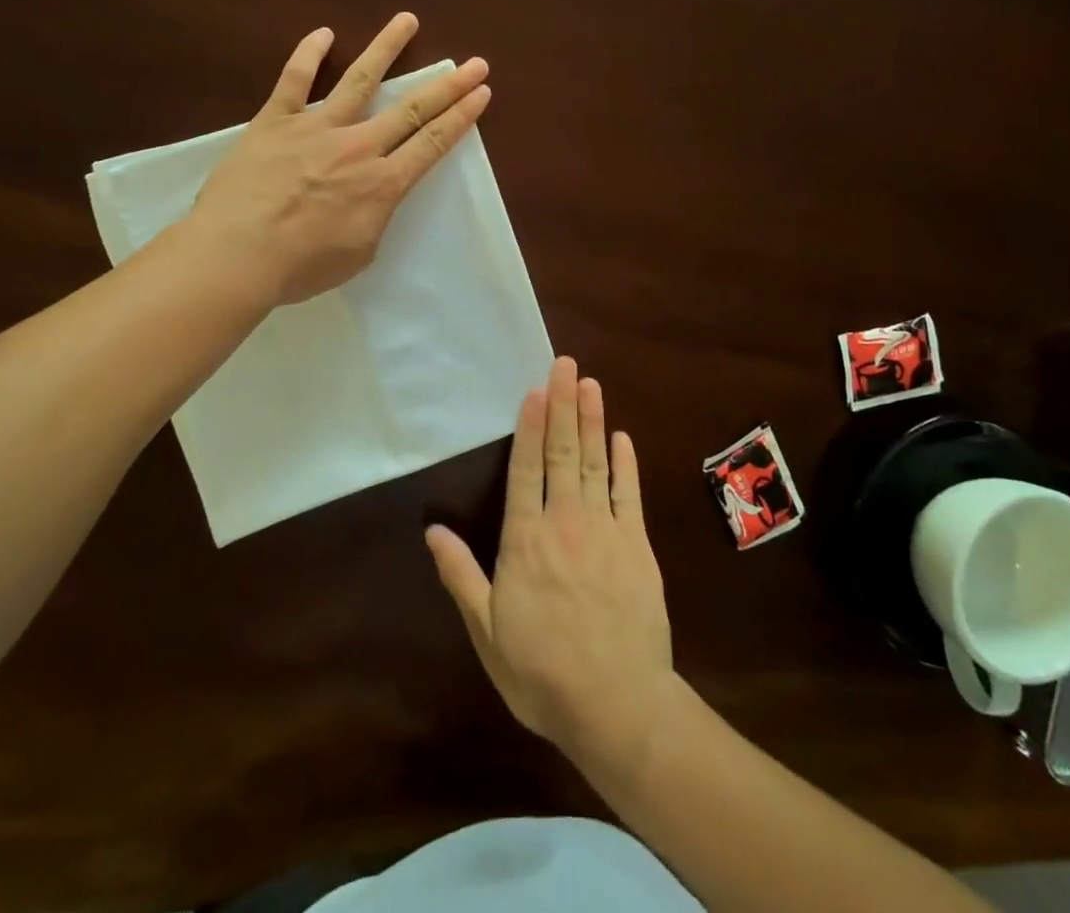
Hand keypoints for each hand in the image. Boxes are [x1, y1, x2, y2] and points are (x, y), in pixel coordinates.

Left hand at [182, 13, 489, 306]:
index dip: (461, 116)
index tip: (481, 92)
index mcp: (382, 184)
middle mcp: (358, 147)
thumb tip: (371, 196)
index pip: (432, 143)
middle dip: (448, 85)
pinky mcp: (275, 121)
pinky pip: (295, 80)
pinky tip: (323, 34)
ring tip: (407, 20)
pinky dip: (309, 54)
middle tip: (475, 63)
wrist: (236, 254)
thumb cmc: (300, 266)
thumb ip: (374, 217)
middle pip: (412, 109)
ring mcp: (316, 128)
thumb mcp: (358, 254)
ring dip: (387, 48)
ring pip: (360, 80)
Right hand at [427, 357, 677, 767]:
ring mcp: (604, 530)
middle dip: (563, 405)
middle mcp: (564, 522)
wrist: (617, 705)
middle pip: (561, 452)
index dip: (529, 426)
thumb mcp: (487, 631)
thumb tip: (432, 530)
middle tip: (565, 364)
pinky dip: (625, 463)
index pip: (525, 469)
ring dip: (592, 421)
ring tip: (590, 383)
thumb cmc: (542, 672)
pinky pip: (629, 494)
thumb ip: (461, 576)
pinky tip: (621, 437)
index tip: (535, 389)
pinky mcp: (636, 546)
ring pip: (595, 462)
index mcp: (525, 540)